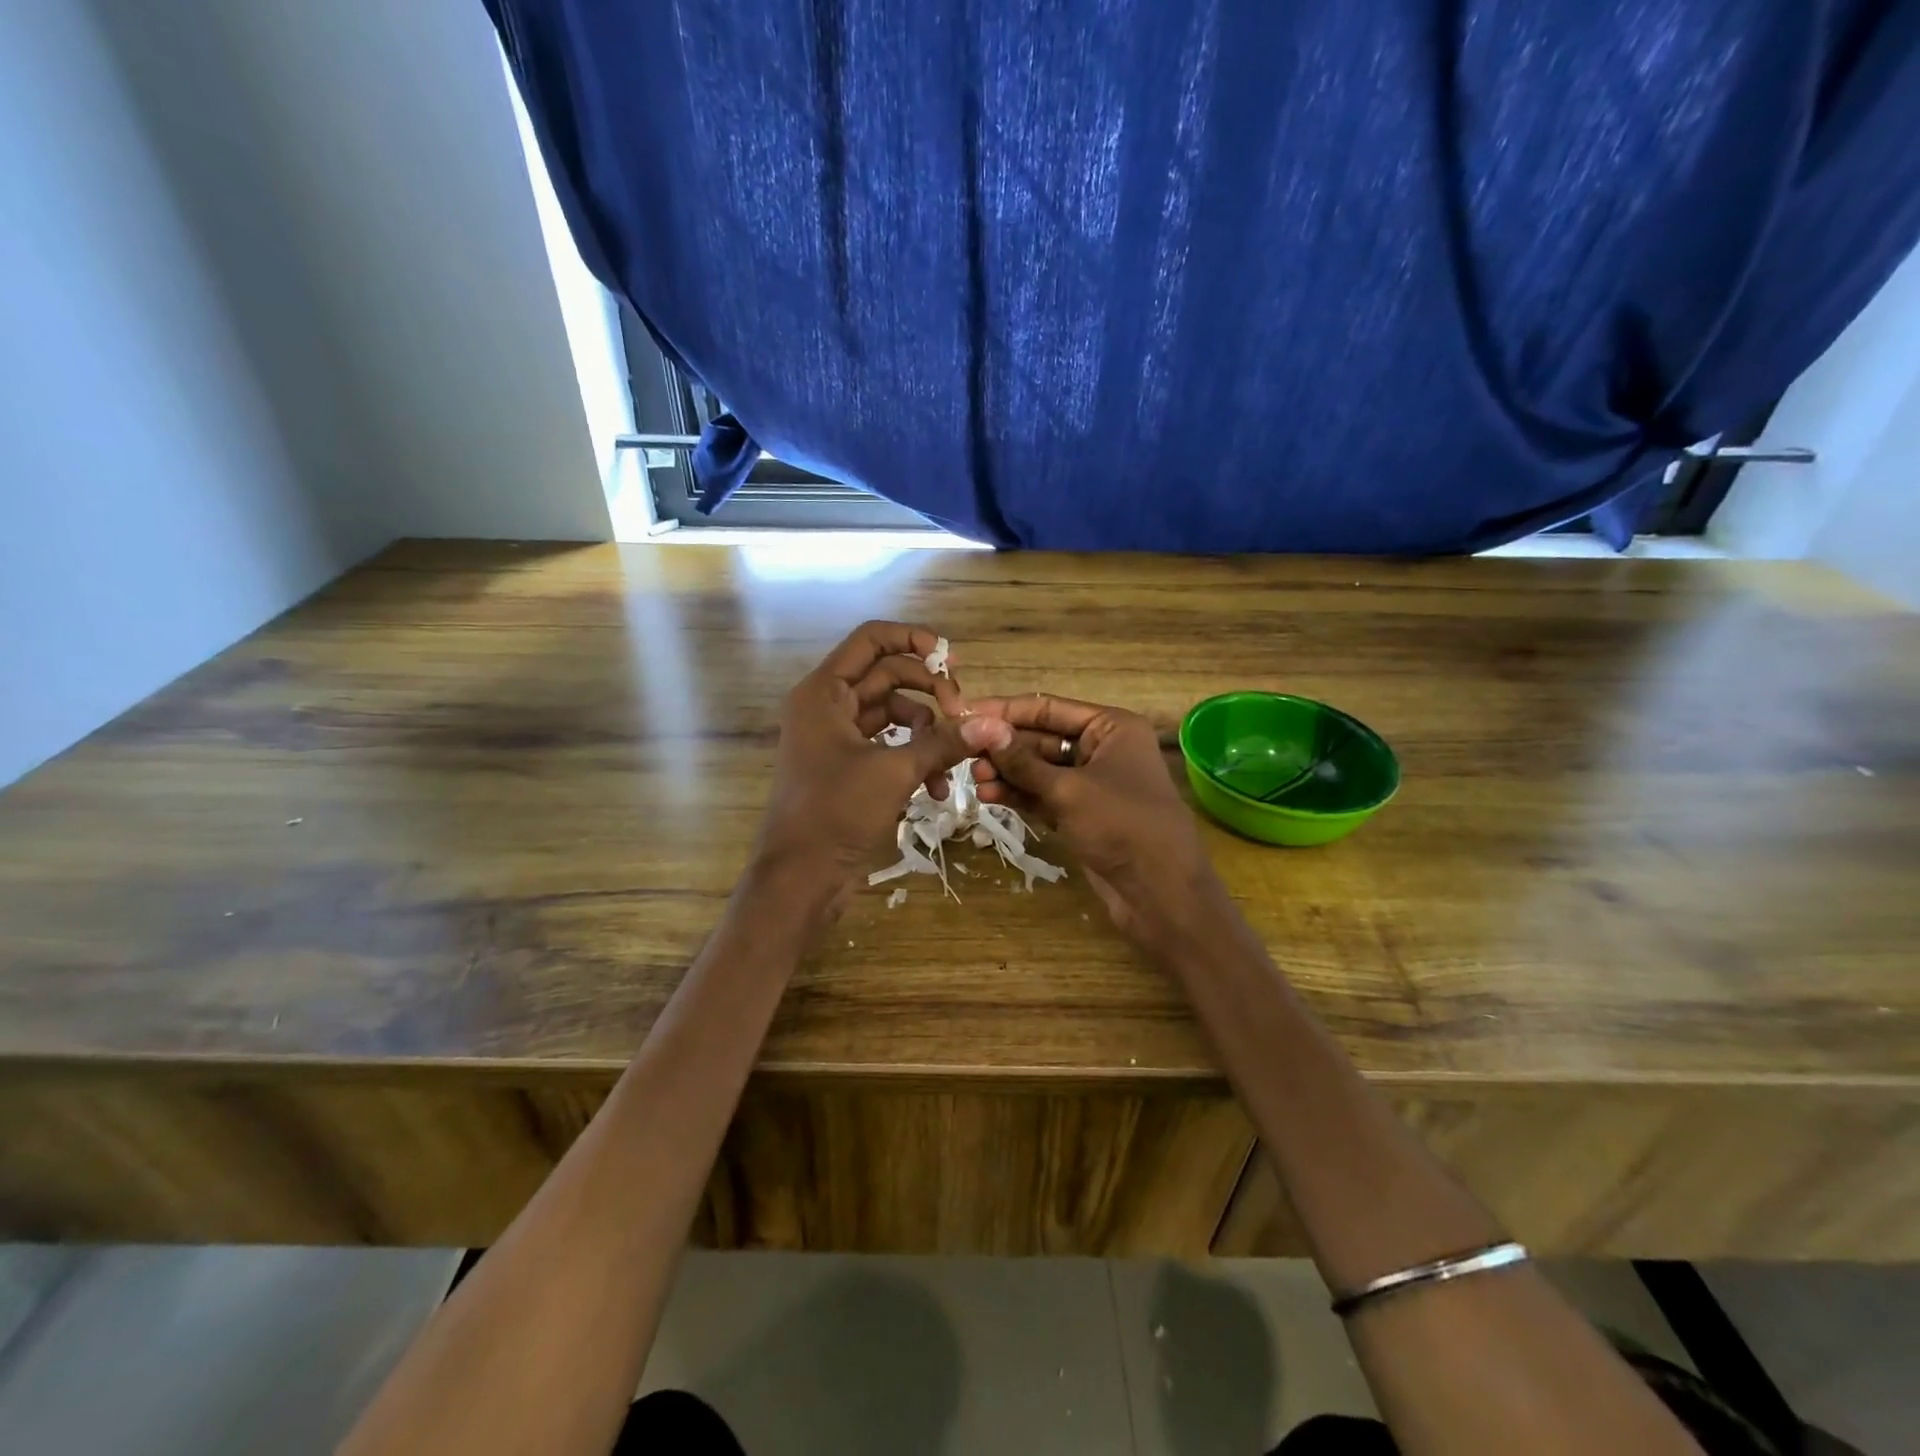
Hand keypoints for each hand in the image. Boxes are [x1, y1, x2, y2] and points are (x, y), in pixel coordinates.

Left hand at [755, 621, 1012, 897]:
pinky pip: (889, 746)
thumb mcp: (895, 772)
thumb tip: (995, 723)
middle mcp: (828, 705)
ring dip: (928, 734)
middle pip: (889, 676)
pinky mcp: (848, 767)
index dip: (914, 641)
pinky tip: (936, 790)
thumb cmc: (836, 813)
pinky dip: (914, 760)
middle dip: (930, 694)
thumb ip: (945, 741)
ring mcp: (837, 737)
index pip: (871, 640)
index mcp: (824, 691)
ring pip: (894, 715)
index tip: (953, 661)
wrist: (800, 878)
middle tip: (963, 714)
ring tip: (951, 764)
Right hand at [969, 694, 1219, 941]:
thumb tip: (980, 727)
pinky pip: (1045, 796)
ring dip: (1008, 773)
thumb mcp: (1068, 789)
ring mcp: (1092, 784)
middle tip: (964, 754)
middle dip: (1004, 747)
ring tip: (974, 780)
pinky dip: (1020, 795)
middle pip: (1042, 739)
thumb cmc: (1121, 826)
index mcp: (1111, 727)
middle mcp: (1103, 748)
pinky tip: (990, 796)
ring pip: (1040, 770)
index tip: (965, 713)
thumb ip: (1022, 761)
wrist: (1161, 892)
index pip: (1049, 708)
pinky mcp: (1083, 815)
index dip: (1006, 711)